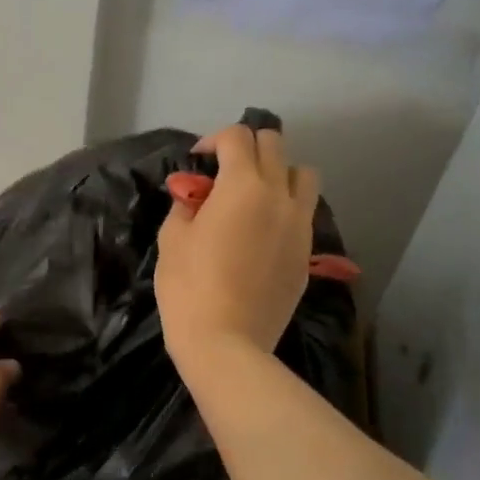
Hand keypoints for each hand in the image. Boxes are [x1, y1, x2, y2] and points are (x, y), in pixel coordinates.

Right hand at [156, 124, 318, 369]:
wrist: (227, 343)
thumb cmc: (189, 287)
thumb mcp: (172, 238)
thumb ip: (185, 205)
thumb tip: (195, 196)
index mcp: (243, 186)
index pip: (237, 137)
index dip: (213, 140)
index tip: (197, 161)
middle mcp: (279, 196)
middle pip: (274, 145)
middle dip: (247, 147)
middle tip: (224, 171)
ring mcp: (300, 225)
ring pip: (303, 175)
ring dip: (279, 173)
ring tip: (255, 195)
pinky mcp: (307, 253)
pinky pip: (304, 212)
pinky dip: (287, 207)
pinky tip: (264, 230)